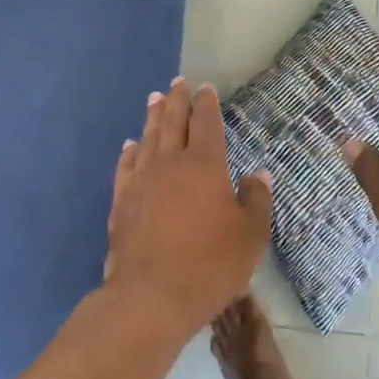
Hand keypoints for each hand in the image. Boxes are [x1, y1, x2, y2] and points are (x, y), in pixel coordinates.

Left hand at [105, 79, 273, 337]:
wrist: (151, 296)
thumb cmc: (210, 264)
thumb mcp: (250, 236)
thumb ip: (256, 201)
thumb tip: (257, 175)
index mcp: (205, 165)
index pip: (206, 123)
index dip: (206, 104)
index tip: (205, 88)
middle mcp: (170, 163)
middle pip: (173, 122)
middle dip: (177, 100)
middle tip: (177, 82)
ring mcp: (141, 180)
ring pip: (148, 138)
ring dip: (153, 117)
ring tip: (154, 99)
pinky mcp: (121, 201)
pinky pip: (126, 166)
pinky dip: (130, 151)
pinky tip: (130, 145)